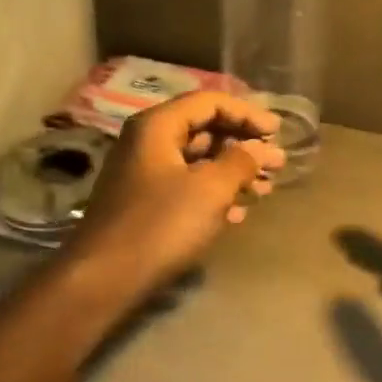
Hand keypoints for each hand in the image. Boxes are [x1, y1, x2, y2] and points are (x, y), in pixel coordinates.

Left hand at [65, 92, 285, 296]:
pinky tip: (238, 214)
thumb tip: (262, 148)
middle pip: (204, 129)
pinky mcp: (144, 204)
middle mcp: (147, 142)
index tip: (277, 133)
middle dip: (243, 145)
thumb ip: (242, 161)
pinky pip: (186, 186)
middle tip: (276, 163)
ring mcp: (143, 174)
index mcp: (157, 126)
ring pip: (197, 161)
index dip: (248, 114)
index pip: (210, 102)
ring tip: (264, 190)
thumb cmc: (161, 224)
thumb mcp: (211, 189)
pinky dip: (214, 194)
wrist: (103, 280)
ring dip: (233, 172)